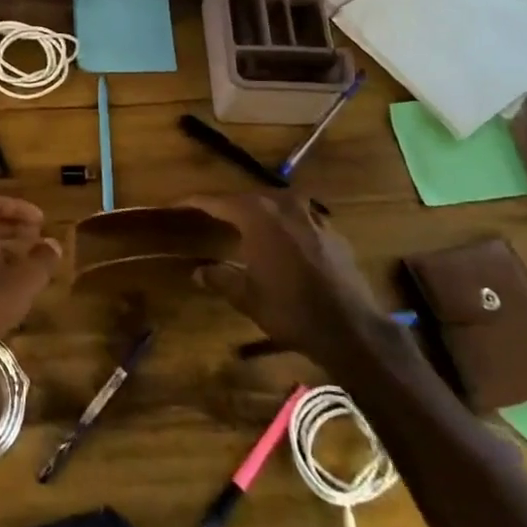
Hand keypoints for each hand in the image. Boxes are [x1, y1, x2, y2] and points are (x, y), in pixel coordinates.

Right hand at [182, 194, 384, 365]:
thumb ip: (220, 278)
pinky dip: (284, 223)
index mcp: (257, 216)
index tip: (176, 202)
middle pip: (248, 198)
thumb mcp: (247, 297)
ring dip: (258, 210)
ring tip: (244, 223)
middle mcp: (284, 206)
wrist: (351, 328)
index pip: (217, 201)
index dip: (194, 201)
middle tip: (208, 213)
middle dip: (227, 205)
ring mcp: (313, 216)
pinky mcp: (332, 231)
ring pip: (277, 203)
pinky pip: (300, 217)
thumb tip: (198, 271)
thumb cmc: (290, 310)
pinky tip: (283, 239)